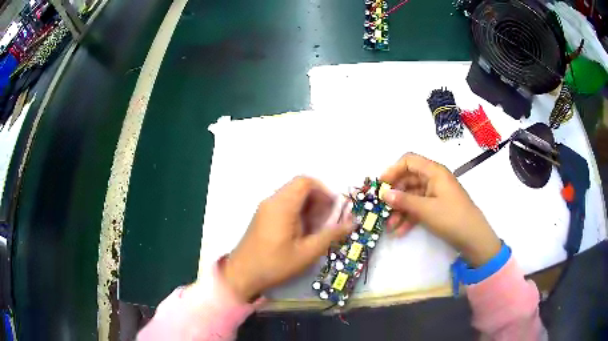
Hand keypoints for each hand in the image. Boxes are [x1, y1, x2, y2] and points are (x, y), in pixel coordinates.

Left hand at [222, 176, 352, 301]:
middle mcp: (272, 201)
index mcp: (282, 205)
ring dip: (308, 208)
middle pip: (299, 188)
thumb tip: (353, 222)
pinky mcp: (262, 217)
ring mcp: (265, 208)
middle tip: (325, 223)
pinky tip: (301, 234)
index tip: (333, 210)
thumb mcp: (307, 252)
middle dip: (318, 201)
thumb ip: (331, 235)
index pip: (306, 182)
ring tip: (315, 231)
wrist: (242, 275)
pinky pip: (284, 205)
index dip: (324, 191)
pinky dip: (297, 213)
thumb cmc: (274, 264)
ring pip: (292, 197)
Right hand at [380, 153, 500, 266]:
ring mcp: (435, 193)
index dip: (393, 170)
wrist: (473, 237)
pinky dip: (409, 217)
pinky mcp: (437, 207)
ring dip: (400, 209)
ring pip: (412, 196)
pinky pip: (419, 207)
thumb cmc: (451, 217)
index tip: (380, 185)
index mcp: (434, 171)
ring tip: (389, 225)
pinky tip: (400, 231)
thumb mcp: (426, 209)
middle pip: (408, 179)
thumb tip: (383, 193)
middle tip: (381, 208)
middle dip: (394, 194)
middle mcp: (434, 179)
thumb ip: (403, 201)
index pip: (409, 161)